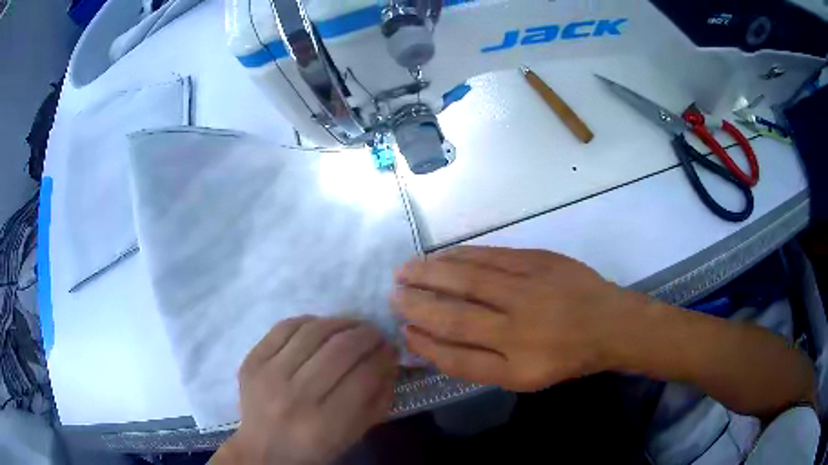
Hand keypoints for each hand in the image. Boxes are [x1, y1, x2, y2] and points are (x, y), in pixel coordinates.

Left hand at [213, 317, 397, 464]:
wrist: (262, 449)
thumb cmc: (313, 448)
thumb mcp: (354, 435)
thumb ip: (378, 401)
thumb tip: (390, 361)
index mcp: (326, 423)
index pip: (365, 375)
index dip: (384, 357)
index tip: (391, 350)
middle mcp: (297, 396)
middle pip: (341, 349)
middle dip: (367, 335)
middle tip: (375, 334)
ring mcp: (270, 375)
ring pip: (313, 332)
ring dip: (341, 323)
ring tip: (352, 326)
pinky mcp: (252, 360)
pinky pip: (284, 327)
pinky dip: (309, 321)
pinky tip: (320, 327)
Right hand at [392, 246, 645, 391]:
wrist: (610, 323)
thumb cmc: (567, 356)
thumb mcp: (525, 378)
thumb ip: (480, 365)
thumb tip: (436, 343)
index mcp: (516, 366)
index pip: (455, 357)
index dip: (424, 345)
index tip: (403, 332)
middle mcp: (518, 328)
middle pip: (454, 316)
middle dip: (416, 304)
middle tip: (392, 293)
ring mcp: (528, 290)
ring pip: (467, 280)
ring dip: (431, 274)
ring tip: (406, 270)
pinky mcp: (538, 261)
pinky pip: (490, 256)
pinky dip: (460, 255)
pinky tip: (442, 255)